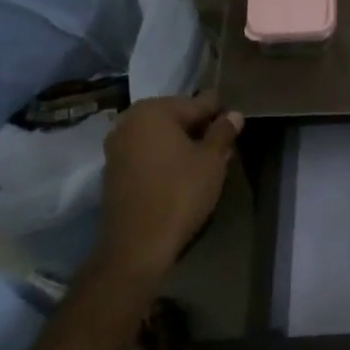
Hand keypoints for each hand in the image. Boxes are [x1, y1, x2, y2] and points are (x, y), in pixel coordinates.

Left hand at [99, 93, 242, 279]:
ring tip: (206, 163)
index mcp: (153, 110)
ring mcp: (117, 146)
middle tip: (224, 148)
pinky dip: (164, 158)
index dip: (220, 114)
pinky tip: (182, 175)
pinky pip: (146, 153)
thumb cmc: (179, 194)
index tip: (236, 126)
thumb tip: (233, 114)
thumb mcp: (211, 161)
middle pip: (176, 117)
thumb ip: (223, 132)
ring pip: (161, 136)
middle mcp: (129, 121)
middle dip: (200, 129)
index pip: (198, 103)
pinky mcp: (112, 171)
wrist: (136, 246)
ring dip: (183, 144)